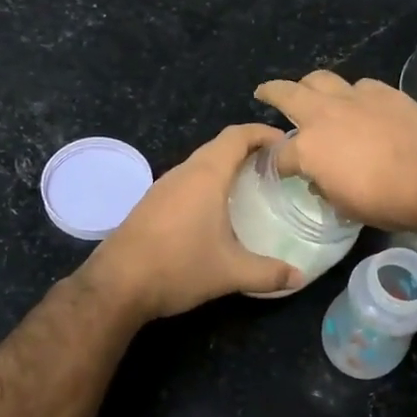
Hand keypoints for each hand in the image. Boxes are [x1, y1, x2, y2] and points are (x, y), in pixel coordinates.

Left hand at [82, 124, 304, 320]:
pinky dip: (209, 183)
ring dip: (227, 167)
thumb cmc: (178, 267)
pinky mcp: (151, 203)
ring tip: (253, 186)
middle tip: (277, 167)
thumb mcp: (231, 272)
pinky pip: (187, 181)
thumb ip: (269, 273)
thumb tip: (299, 277)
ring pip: (201, 164)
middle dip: (249, 149)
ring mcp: (163, 186)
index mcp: (206, 175)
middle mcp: (184, 172)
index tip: (287, 143)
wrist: (117, 285)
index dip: (263, 132)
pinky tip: (218, 210)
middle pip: (220, 146)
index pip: (237, 135)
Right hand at [254, 71, 416, 231]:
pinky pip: (359, 86)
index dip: (275, 163)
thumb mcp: (343, 205)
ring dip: (310, 84)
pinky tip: (358, 103)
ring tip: (309, 90)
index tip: (278, 168)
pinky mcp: (383, 91)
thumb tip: (319, 179)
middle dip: (271, 91)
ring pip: (321, 78)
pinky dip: (352, 94)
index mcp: (308, 147)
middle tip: (264, 92)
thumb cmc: (384, 201)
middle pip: (287, 93)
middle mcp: (324, 114)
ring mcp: (354, 97)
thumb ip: (323, 186)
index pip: (279, 154)